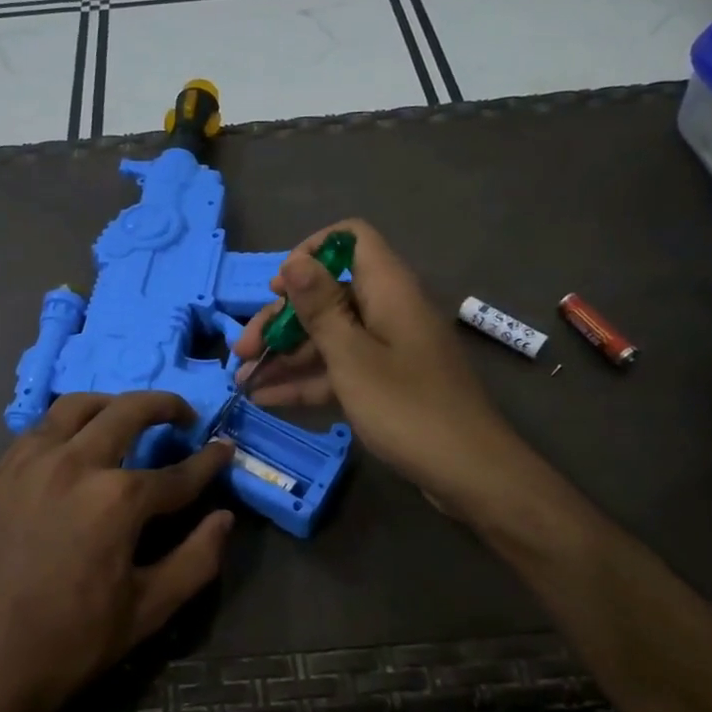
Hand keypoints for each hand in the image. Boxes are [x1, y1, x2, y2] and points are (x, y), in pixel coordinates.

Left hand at [0, 392, 233, 711]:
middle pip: (127, 412)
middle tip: (182, 415)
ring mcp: (26, 463)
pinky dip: (65, 428)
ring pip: (75, 407)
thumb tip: (225, 518)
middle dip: (164, 406)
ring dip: (110, 404)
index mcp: (117, 499)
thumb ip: (196, 559)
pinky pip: (36, 432)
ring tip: (125, 417)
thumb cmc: (69, 643)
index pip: (178, 472)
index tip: (224, 449)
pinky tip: (71, 450)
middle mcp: (73, 464)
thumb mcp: (148, 610)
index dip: (208, 462)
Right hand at [234, 219, 518, 511]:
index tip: (279, 289)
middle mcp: (388, 310)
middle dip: (282, 320)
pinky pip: (341, 369)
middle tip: (242, 349)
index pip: (350, 240)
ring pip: (330, 336)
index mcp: (388, 290)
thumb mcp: (352, 357)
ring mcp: (388, 349)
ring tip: (242, 379)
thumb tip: (294, 260)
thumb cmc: (407, 408)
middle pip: (329, 295)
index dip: (311, 253)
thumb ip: (320, 308)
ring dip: (286, 355)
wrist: (469, 472)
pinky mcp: (386, 383)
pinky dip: (307, 380)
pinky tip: (267, 399)